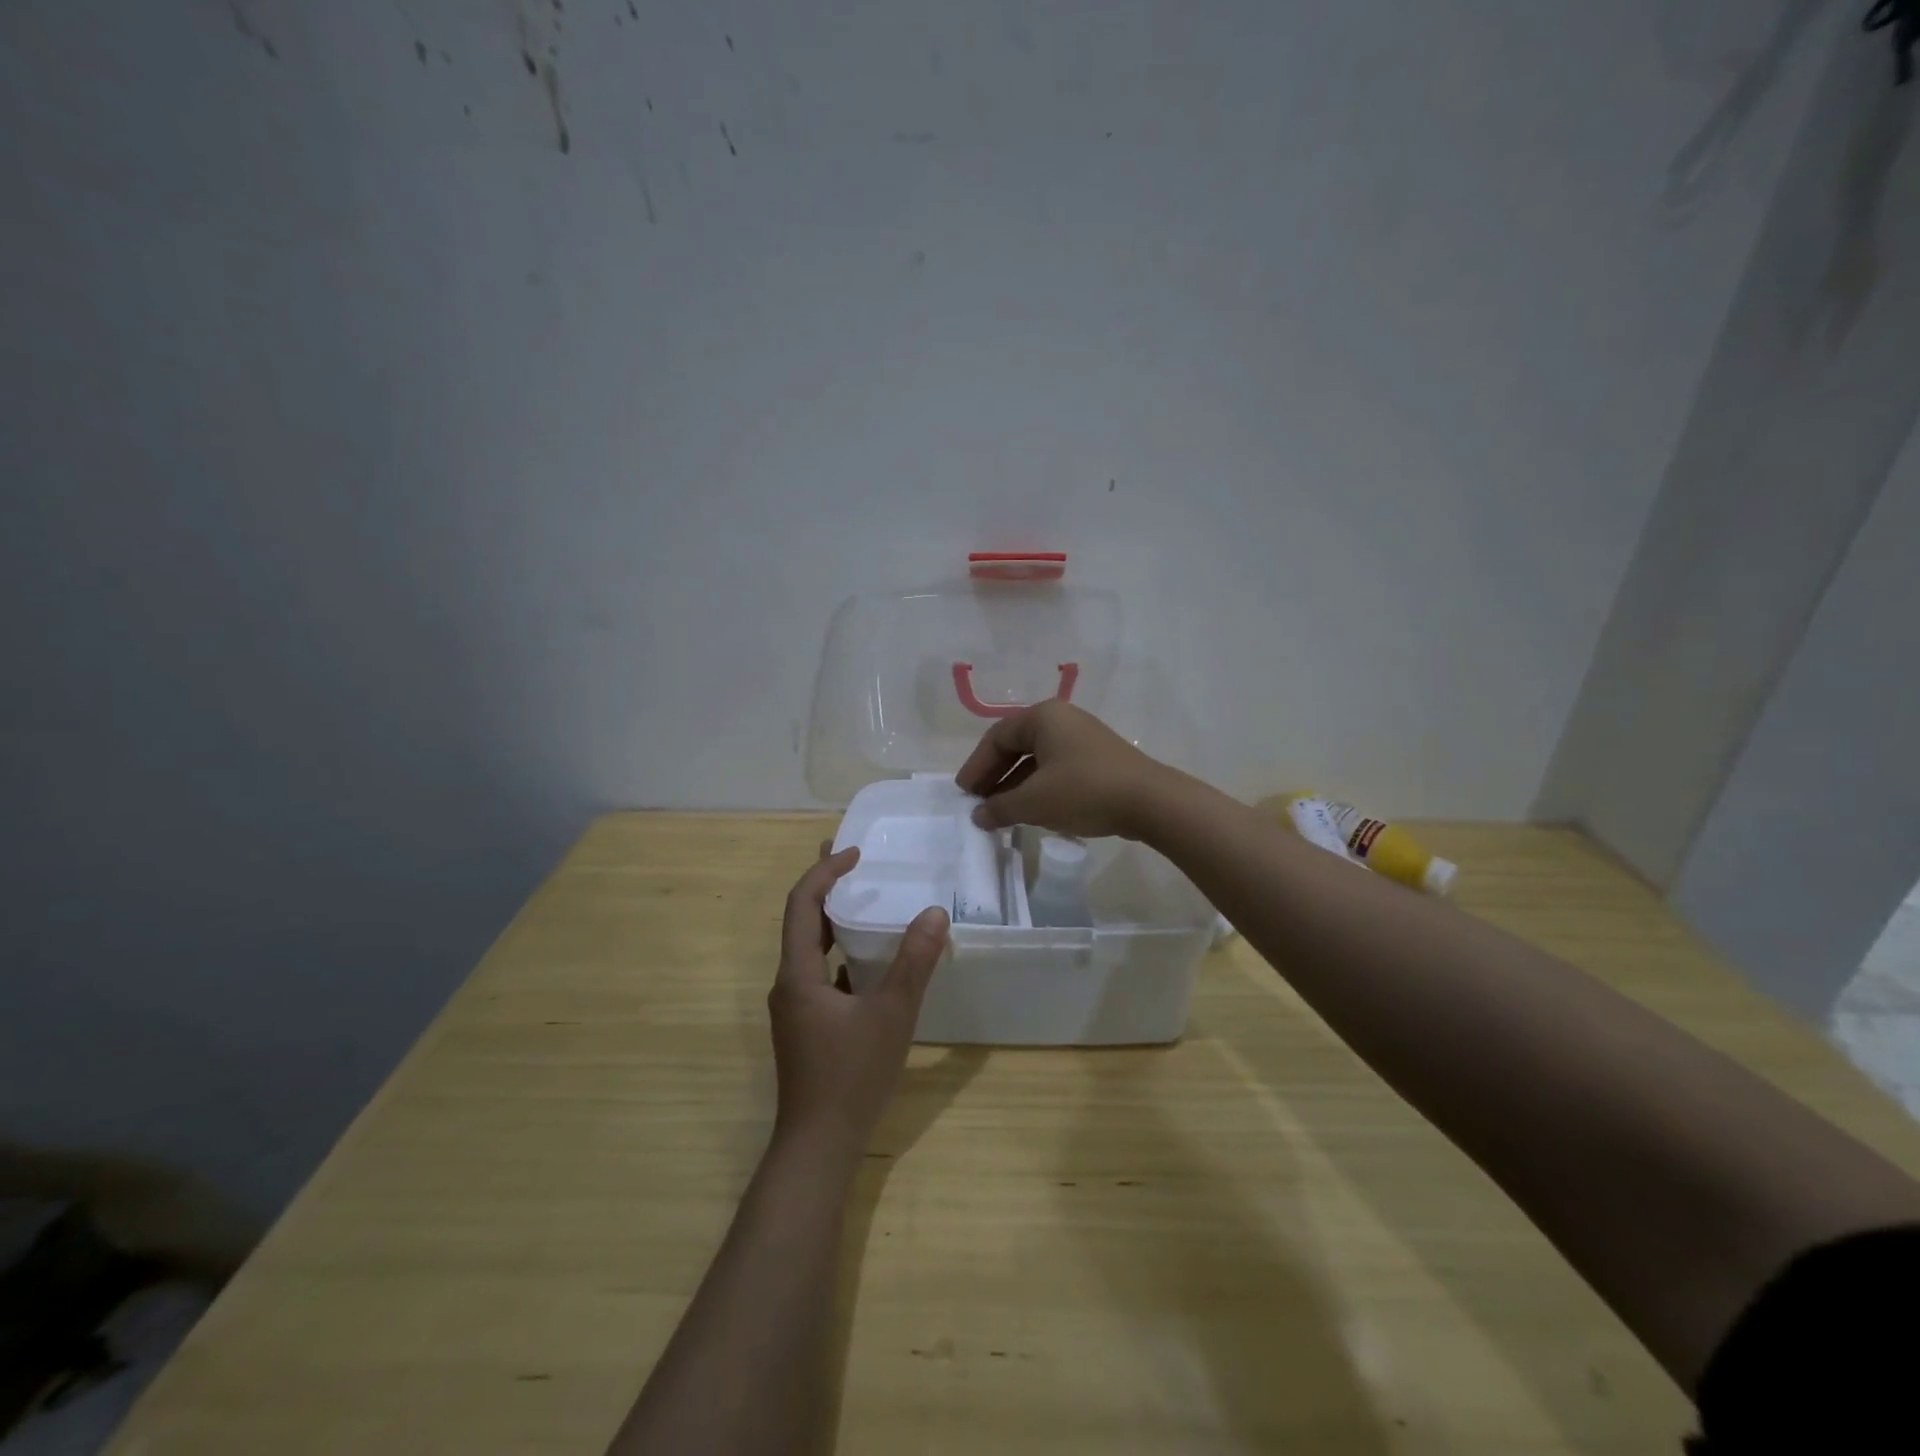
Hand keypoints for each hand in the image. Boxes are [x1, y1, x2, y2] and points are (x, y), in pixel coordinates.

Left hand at [769, 846, 949, 1159]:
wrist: (817, 1147)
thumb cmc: (851, 1077)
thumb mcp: (891, 1015)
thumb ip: (913, 963)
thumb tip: (934, 913)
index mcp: (798, 974)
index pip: (802, 904)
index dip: (825, 871)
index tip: (856, 852)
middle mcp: (788, 984)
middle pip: (802, 921)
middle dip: (826, 887)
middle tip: (856, 862)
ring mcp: (796, 1008)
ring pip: (811, 949)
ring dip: (834, 921)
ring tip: (865, 901)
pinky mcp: (807, 1026)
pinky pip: (822, 974)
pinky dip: (842, 954)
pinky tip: (870, 961)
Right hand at [954, 700, 1176, 838]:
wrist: (1150, 801)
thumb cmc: (1084, 791)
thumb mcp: (1034, 802)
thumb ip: (1000, 807)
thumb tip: (978, 816)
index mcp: (1043, 717)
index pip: (996, 737)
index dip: (976, 766)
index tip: (963, 793)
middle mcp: (1062, 720)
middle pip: (1016, 746)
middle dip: (995, 776)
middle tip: (978, 802)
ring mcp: (1082, 739)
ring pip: (1037, 760)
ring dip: (1015, 785)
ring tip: (1001, 813)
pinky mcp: (1097, 760)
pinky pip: (1056, 769)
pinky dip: (1038, 788)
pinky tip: (1031, 811)